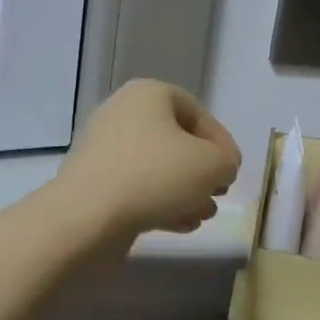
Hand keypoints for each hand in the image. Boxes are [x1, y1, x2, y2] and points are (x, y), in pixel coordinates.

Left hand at [55, 80, 241, 238]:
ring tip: (202, 215)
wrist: (87, 215)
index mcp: (149, 94)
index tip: (232, 172)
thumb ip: (226, 161)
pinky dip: (160, 202)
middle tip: (217, 194)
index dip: (221, 143)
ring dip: (185, 191)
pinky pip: (136, 186)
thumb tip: (219, 167)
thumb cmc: (155, 176)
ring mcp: (104, 148)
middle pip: (176, 141)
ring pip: (157, 167)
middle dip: (202, 171)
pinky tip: (180, 225)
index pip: (198, 113)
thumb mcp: (212, 164)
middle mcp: (123, 113)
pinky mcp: (94, 180)